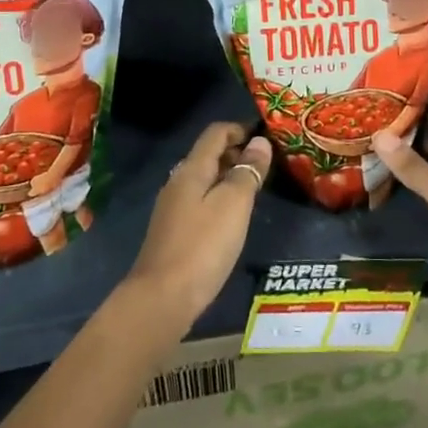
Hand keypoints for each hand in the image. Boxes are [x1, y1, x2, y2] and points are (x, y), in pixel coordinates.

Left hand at [123, 123, 271, 335]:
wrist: (162, 299)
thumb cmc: (203, 246)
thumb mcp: (233, 205)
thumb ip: (247, 171)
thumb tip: (260, 141)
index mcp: (191, 169)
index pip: (215, 133)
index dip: (240, 129)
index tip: (266, 137)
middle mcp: (178, 182)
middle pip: (208, 155)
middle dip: (236, 152)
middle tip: (266, 165)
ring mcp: (172, 208)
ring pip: (204, 179)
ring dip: (228, 177)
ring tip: (254, 190)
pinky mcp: (173, 232)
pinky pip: (199, 201)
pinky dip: (218, 198)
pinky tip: (232, 219)